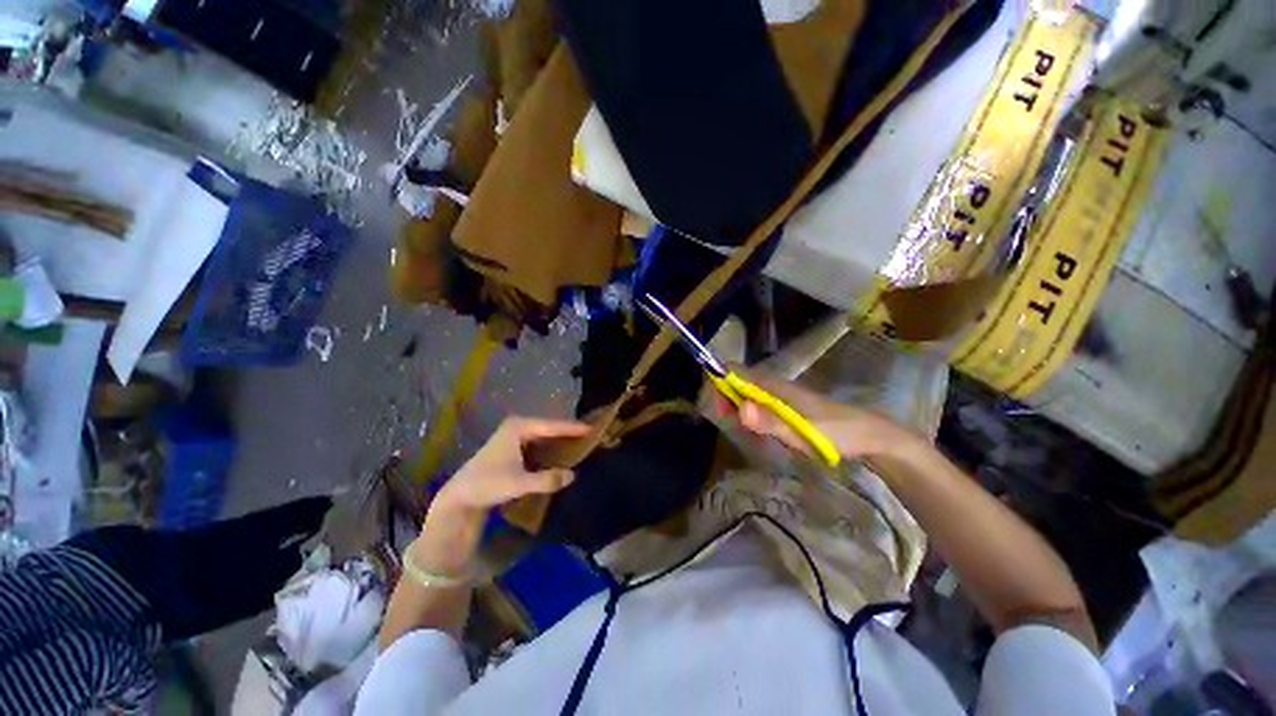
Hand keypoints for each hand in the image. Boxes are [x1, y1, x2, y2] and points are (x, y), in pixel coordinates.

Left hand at [433, 416, 590, 516]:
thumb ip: (546, 480)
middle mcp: (518, 426)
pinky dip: (551, 448)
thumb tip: (573, 475)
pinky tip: (562, 455)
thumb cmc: (487, 484)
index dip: (573, 428)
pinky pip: (539, 444)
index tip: (593, 429)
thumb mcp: (518, 483)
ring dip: (560, 441)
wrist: (460, 497)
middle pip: (550, 428)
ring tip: (582, 445)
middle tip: (592, 437)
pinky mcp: (513, 447)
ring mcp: (515, 436)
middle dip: (568, 433)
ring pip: (545, 436)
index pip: (552, 426)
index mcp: (519, 427)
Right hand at [725, 369, 914, 460]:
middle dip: (728, 401)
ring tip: (749, 433)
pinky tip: (762, 434)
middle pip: (738, 383)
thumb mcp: (801, 431)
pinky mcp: (788, 407)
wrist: (869, 436)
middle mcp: (774, 386)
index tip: (721, 410)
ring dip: (740, 411)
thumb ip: (769, 421)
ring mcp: (782, 396)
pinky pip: (761, 405)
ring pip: (748, 395)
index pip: (736, 371)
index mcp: (774, 385)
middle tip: (734, 426)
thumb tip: (740, 408)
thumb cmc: (835, 432)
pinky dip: (753, 417)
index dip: (721, 384)